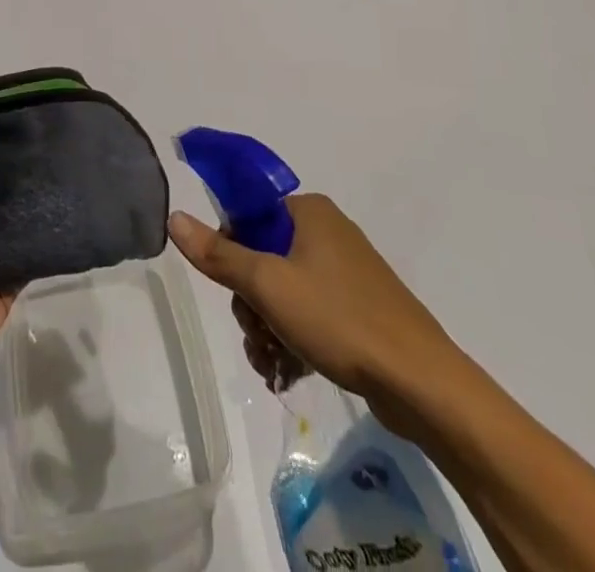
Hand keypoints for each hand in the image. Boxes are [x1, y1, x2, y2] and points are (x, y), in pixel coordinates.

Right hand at [168, 194, 465, 434]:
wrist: (420, 383)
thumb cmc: (339, 319)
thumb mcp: (269, 285)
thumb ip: (219, 254)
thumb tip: (174, 216)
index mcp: (307, 212)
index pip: (247, 215)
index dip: (231, 251)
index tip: (234, 290)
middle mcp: (326, 232)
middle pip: (262, 256)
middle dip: (250, 302)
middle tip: (256, 332)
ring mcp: (345, 271)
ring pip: (283, 291)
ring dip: (267, 327)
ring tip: (272, 362)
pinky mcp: (357, 308)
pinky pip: (308, 314)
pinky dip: (292, 339)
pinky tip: (287, 373)